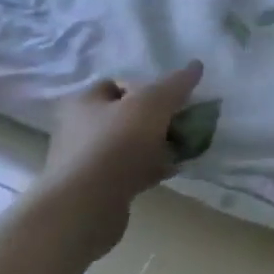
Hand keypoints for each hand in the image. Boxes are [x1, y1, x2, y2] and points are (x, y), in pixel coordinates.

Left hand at [28, 61, 204, 259]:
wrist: (85, 208)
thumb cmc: (116, 143)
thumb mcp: (154, 102)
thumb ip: (177, 83)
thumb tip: (195, 66)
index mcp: (83, 103)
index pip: (118, 83)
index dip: (147, 85)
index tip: (171, 96)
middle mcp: (78, 129)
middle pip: (127, 115)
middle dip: (157, 117)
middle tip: (181, 121)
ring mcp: (85, 161)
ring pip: (130, 144)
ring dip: (157, 144)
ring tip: (184, 146)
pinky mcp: (95, 189)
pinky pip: (130, 170)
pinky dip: (151, 167)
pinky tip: (172, 169)